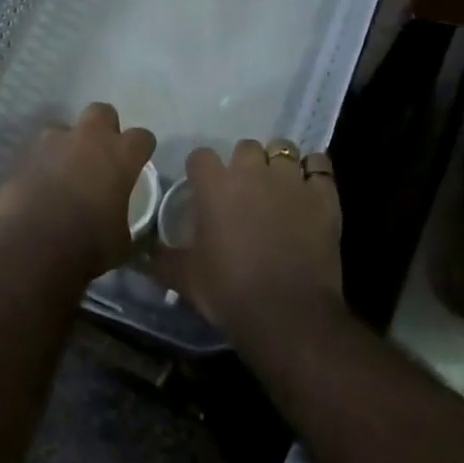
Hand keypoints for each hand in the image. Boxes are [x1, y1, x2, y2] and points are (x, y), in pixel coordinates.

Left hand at [0, 103, 155, 279]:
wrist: (31, 249)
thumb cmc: (87, 246)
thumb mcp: (122, 241)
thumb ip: (126, 221)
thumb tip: (124, 226)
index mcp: (120, 156)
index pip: (142, 137)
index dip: (141, 150)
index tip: (137, 163)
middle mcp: (88, 138)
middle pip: (102, 112)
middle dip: (104, 128)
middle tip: (100, 155)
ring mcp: (52, 142)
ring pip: (64, 128)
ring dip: (68, 145)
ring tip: (64, 171)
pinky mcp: (24, 154)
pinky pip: (38, 150)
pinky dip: (42, 162)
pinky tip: (40, 185)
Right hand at [155, 139, 343, 343]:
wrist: (287, 315)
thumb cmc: (229, 292)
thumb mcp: (185, 279)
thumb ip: (161, 260)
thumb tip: (140, 255)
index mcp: (215, 185)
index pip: (201, 156)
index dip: (202, 172)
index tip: (204, 190)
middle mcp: (252, 172)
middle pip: (245, 147)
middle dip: (244, 164)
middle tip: (245, 192)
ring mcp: (291, 180)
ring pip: (284, 150)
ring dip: (279, 165)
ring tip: (279, 188)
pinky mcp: (324, 196)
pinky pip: (320, 165)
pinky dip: (314, 173)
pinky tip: (311, 190)